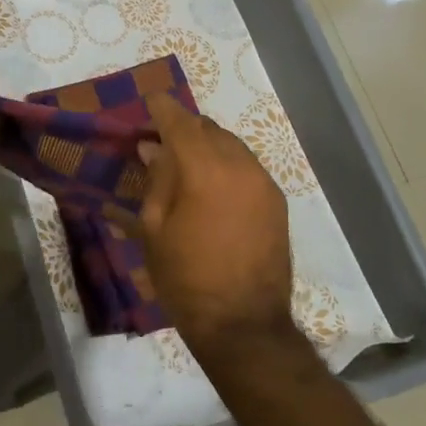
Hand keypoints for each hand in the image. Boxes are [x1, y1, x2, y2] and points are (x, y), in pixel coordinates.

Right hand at [124, 93, 295, 353]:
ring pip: (230, 144)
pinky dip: (226, 164)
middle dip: (184, 127)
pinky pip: (246, 166)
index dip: (162, 108)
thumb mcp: (155, 229)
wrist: (243, 325)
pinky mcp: (276, 201)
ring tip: (186, 163)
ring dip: (207, 144)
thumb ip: (157, 180)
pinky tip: (212, 185)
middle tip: (161, 140)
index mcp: (204, 170)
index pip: (180, 122)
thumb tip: (153, 148)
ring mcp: (263, 182)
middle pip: (208, 128)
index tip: (149, 101)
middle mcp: (239, 165)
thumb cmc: (186, 278)